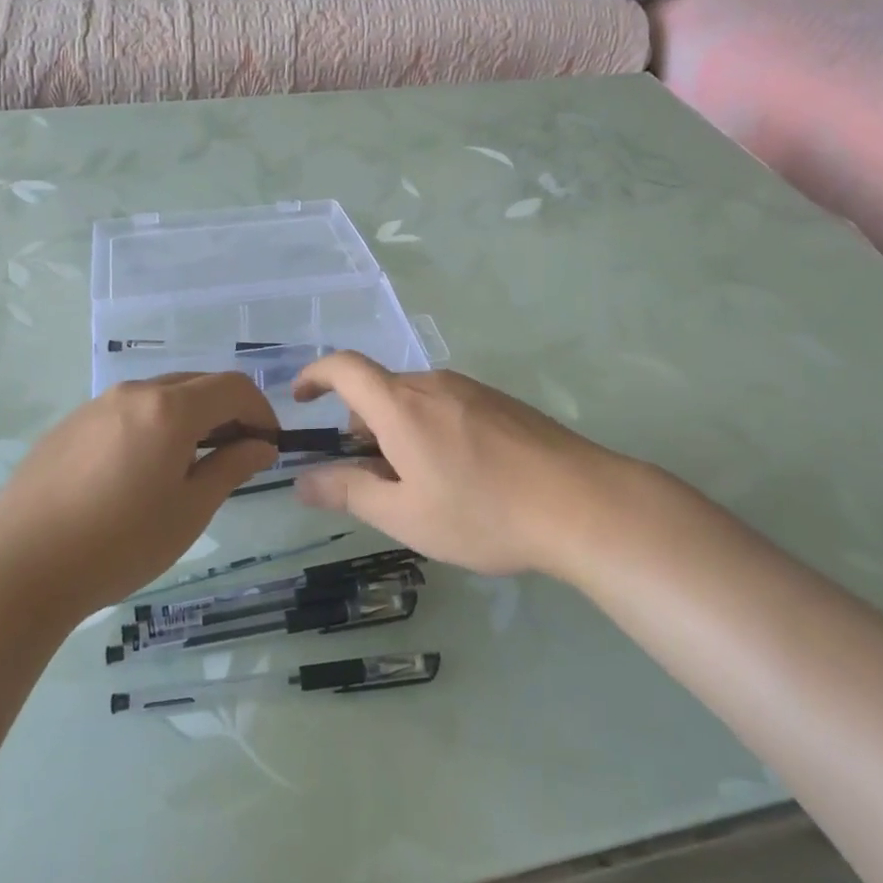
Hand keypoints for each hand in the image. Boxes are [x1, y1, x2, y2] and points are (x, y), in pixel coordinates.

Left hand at [0, 374, 279, 622]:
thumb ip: (231, 468)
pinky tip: (140, 471)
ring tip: (189, 466)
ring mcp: (96, 405)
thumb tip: (261, 446)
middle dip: (227, 412)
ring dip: (190, 418)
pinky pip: (127, 411)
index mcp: (169, 409)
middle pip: (197, 384)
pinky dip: (153, 426)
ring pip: (160, 396)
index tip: (268, 446)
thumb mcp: (189, 511)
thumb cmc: (118, 544)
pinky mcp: (70, 424)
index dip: (261, 411)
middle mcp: (133, 393)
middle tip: (236, 455)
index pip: (233, 387)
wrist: (18, 569)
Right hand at [291, 353, 646, 577]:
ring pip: (416, 400)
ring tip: (420, 484)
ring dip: (398, 430)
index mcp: (402, 405)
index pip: (344, 368)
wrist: (583, 503)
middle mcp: (434, 384)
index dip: (315, 376)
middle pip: (380, 390)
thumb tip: (302, 480)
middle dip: (361, 424)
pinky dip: (431, 429)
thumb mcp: (406, 515)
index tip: (300, 399)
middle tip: (371, 477)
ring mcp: (473, 390)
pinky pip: (448, 405)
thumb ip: (349, 492)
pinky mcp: (502, 403)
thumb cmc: (483, 512)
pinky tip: (462, 475)